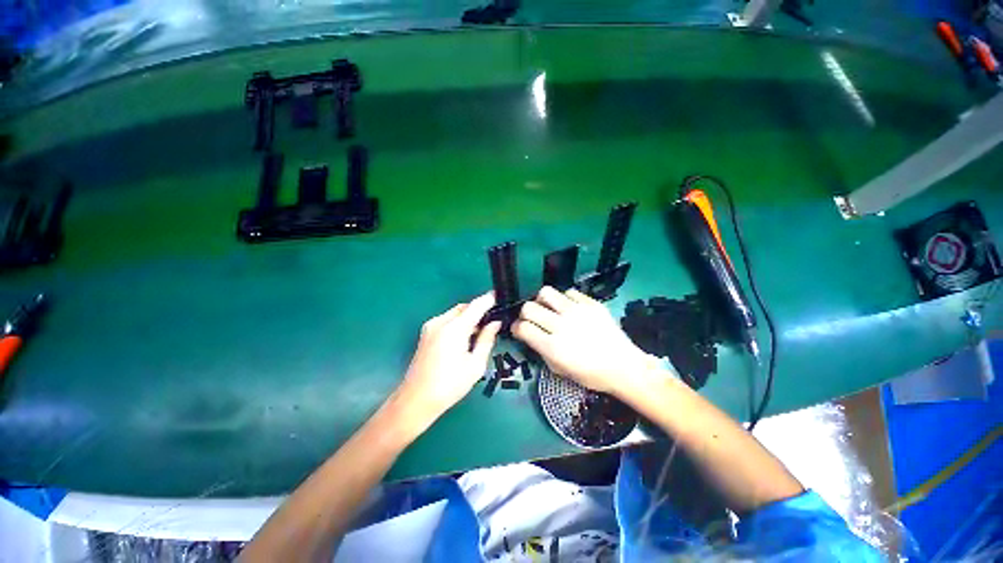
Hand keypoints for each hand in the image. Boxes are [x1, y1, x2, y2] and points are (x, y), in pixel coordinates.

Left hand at [396, 293, 501, 422]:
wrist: (416, 400)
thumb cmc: (450, 385)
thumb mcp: (475, 365)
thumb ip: (486, 339)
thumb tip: (495, 323)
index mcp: (454, 328)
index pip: (476, 306)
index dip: (489, 299)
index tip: (500, 296)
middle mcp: (440, 322)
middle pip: (464, 308)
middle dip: (479, 311)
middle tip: (493, 321)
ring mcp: (430, 327)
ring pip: (455, 313)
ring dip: (468, 318)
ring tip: (481, 332)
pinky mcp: (426, 333)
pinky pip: (447, 321)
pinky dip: (458, 324)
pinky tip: (465, 338)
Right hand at [512, 287, 656, 395]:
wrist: (623, 366)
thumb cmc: (590, 374)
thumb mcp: (559, 369)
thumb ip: (541, 350)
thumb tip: (530, 334)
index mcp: (553, 347)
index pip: (523, 328)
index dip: (516, 327)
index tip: (519, 329)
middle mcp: (561, 326)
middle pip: (529, 307)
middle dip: (525, 313)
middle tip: (532, 319)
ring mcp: (577, 311)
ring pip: (546, 292)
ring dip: (542, 301)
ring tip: (549, 308)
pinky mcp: (590, 303)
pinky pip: (568, 292)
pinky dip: (564, 299)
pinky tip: (569, 308)